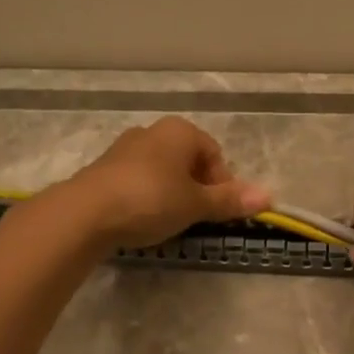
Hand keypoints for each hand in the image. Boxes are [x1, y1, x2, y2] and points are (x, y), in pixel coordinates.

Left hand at [63, 117, 269, 249]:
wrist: (85, 213)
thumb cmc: (151, 200)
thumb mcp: (196, 204)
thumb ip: (230, 200)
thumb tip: (269, 197)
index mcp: (180, 131)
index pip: (215, 154)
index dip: (223, 184)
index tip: (217, 211)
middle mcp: (153, 132)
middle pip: (188, 161)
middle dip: (197, 189)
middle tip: (196, 217)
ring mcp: (124, 148)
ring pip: (163, 171)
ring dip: (172, 193)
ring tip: (169, 221)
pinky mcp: (103, 169)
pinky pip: (138, 181)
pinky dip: (147, 197)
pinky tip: (142, 219)